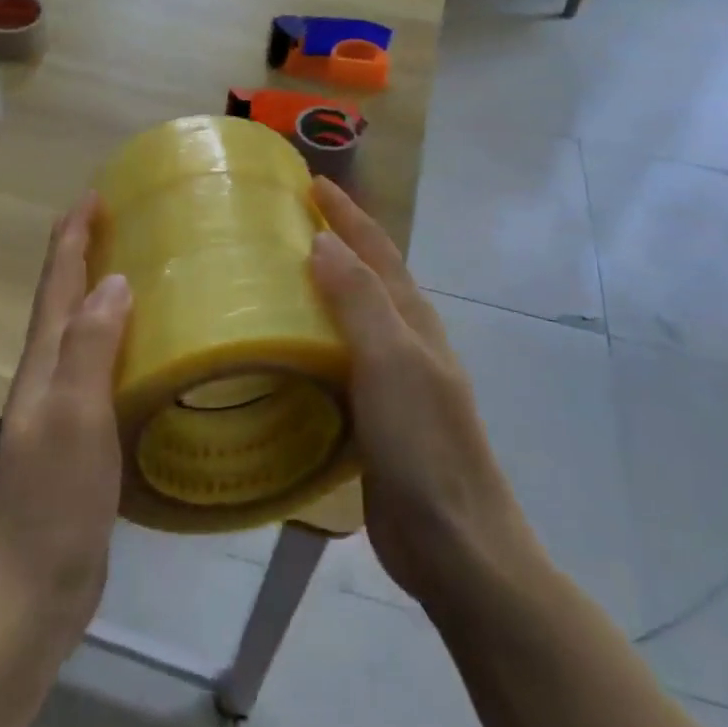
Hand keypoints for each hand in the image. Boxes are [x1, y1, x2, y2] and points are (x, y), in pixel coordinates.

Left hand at [0, 193, 130, 656]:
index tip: (93, 195)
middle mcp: (48, 375)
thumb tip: (114, 280)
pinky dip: (117, 340)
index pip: (56, 284)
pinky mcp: (82, 437)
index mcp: (44, 362)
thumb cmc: (51, 500)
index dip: (71, 236)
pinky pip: (100, 368)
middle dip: (83, 253)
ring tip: (139, 268)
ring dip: (100, 293)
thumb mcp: (72, 415)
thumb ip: (90, 347)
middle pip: (63, 300)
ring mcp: (63, 408)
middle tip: (120, 220)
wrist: (29, 593)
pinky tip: (144, 347)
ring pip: (82, 332)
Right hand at [308, 178, 525, 612]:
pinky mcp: (372, 418)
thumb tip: (324, 241)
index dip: (347, 214)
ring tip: (272, 277)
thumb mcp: (392, 362)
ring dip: (320, 290)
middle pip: (366, 277)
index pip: (377, 250)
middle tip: (284, 222)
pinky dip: (312, 341)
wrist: (454, 543)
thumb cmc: (424, 444)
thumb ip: (359, 300)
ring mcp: (391, 382)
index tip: (311, 182)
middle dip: (334, 242)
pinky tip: (283, 350)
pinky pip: (336, 362)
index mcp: (413, 320)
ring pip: (350, 320)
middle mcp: (404, 342)